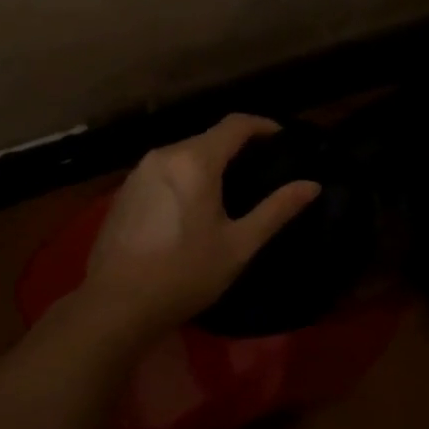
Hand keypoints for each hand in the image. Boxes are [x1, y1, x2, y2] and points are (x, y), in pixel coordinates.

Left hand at [72, 114, 321, 344]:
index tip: (282, 138)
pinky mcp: (124, 190)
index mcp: (194, 160)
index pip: (235, 124)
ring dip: (209, 161)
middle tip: (261, 168)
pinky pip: (164, 169)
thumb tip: (312, 185)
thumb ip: (276, 210)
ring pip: (183, 153)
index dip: (263, 125)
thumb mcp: (238, 245)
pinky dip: (185, 175)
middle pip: (208, 137)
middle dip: (236, 146)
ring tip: (231, 187)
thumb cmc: (185, 273)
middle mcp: (164, 154)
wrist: (116, 304)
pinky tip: (192, 204)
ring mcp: (139, 171)